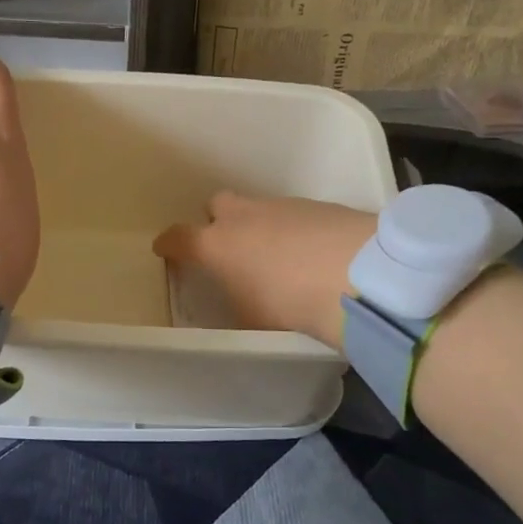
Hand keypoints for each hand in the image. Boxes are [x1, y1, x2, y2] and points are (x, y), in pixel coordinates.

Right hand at [153, 192, 375, 349]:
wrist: (357, 275)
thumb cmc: (290, 304)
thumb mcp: (253, 318)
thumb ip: (238, 304)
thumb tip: (238, 299)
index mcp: (217, 245)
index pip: (179, 237)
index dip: (169, 243)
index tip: (165, 248)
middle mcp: (244, 217)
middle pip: (218, 205)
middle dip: (218, 222)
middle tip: (230, 249)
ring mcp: (281, 206)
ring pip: (258, 209)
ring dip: (260, 227)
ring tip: (279, 258)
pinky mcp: (317, 205)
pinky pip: (292, 215)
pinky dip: (293, 231)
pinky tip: (311, 254)